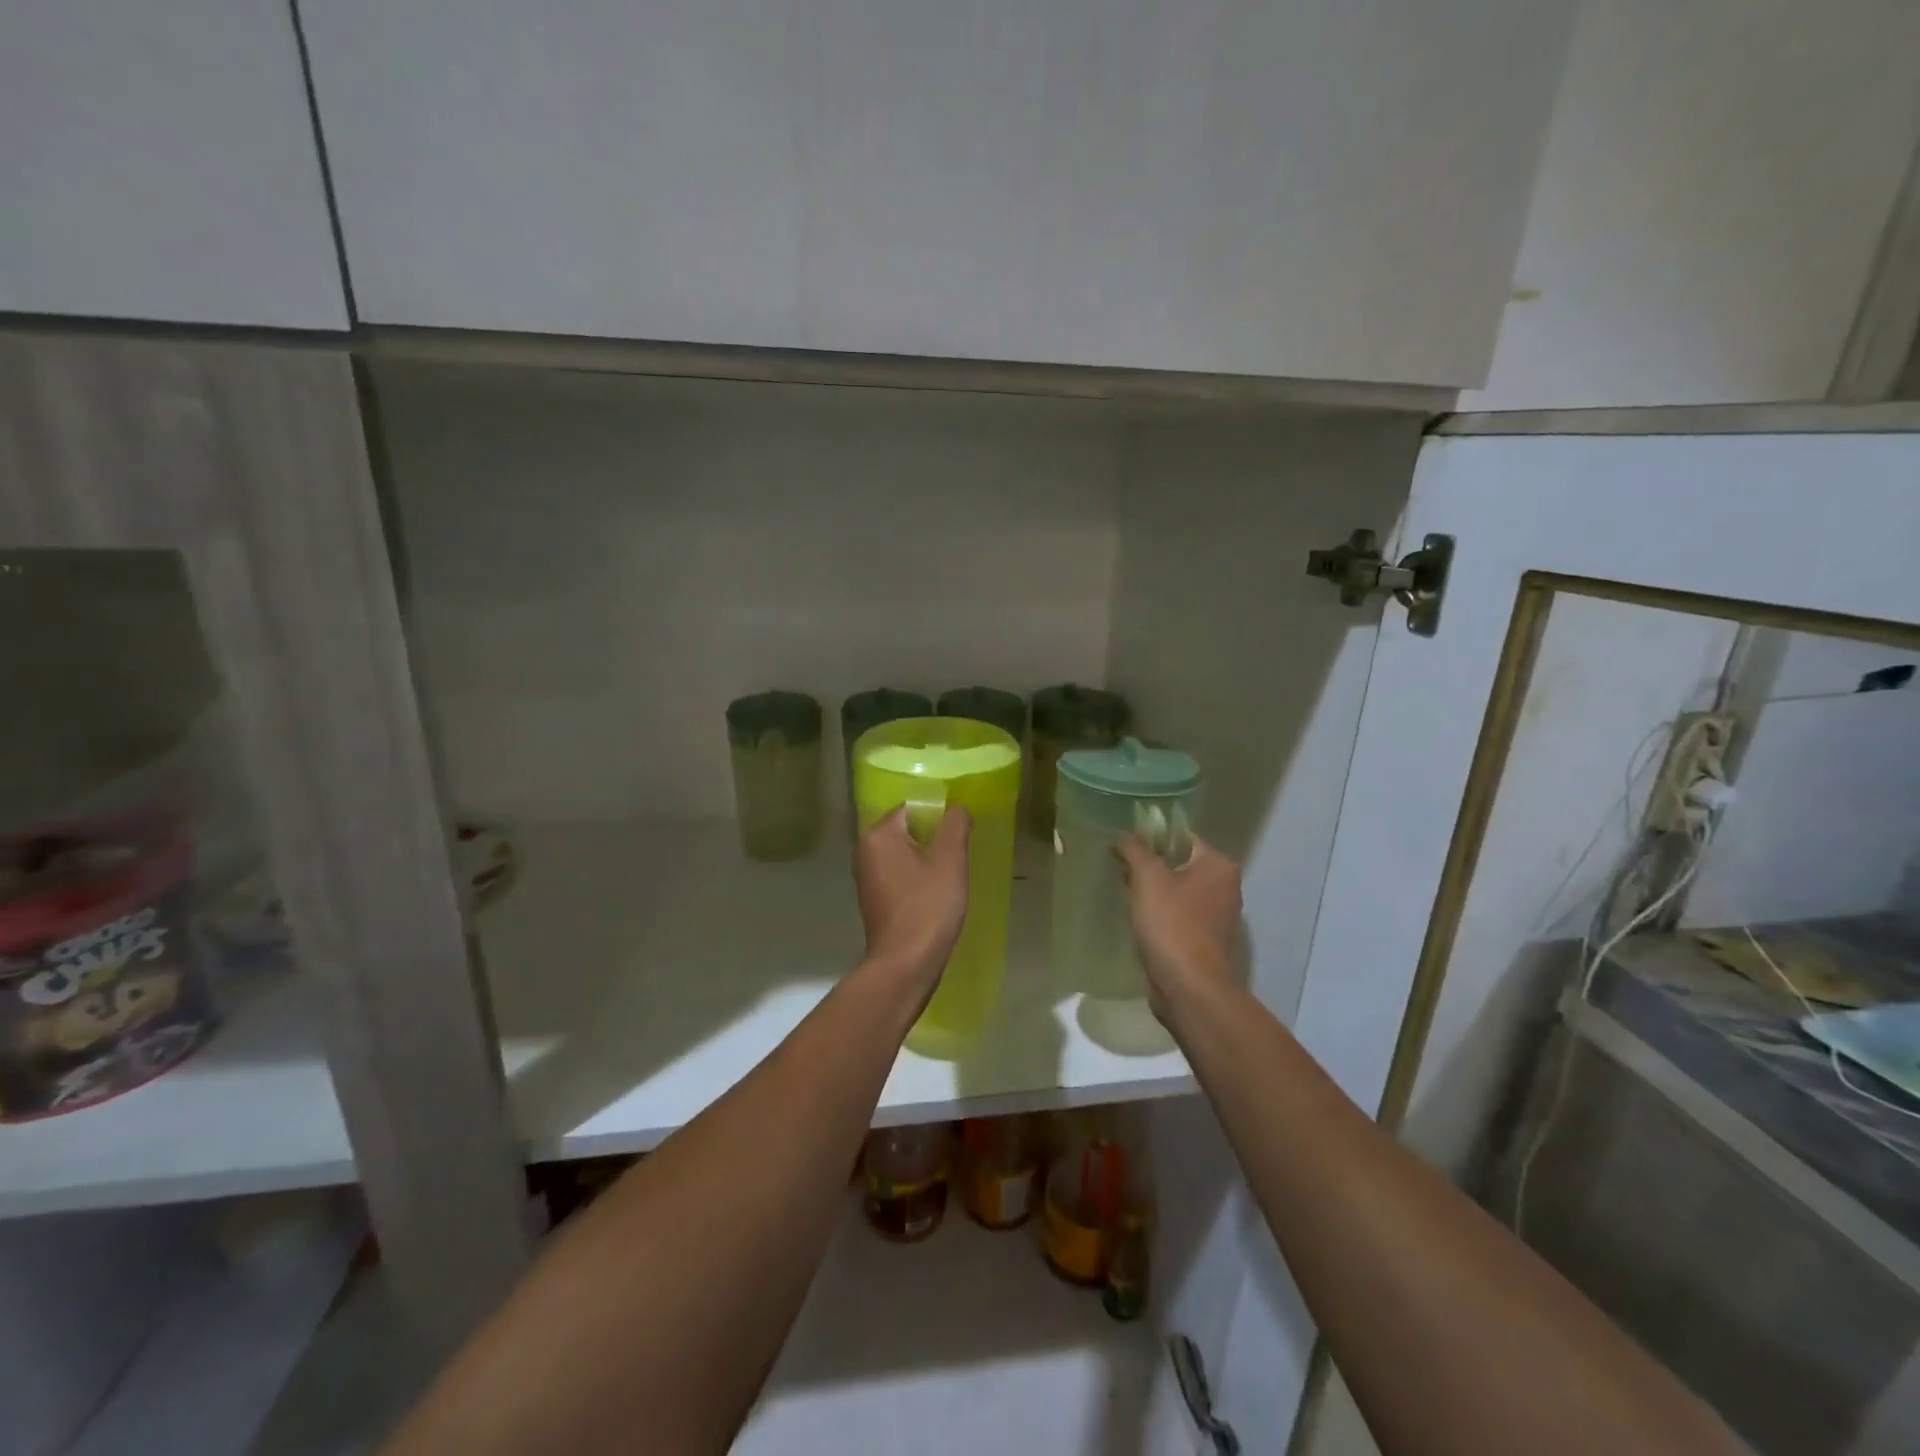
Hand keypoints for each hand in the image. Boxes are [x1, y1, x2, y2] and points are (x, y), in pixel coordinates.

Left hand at [854, 807, 971, 1001]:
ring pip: (905, 854)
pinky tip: (936, 894)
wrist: (905, 964)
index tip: (961, 834)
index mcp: (878, 835)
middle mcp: (865, 850)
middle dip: (935, 839)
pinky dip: (918, 878)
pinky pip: (900, 875)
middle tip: (959, 855)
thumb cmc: (928, 906)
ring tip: (951, 875)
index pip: (912, 808)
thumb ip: (955, 823)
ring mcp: (866, 877)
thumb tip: (957, 807)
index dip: (940, 816)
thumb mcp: (950, 858)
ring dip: (928, 860)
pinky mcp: (874, 898)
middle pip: (908, 829)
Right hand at [1115, 834, 1242, 1022]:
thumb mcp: (1147, 878)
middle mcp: (1225, 887)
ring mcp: (1217, 916)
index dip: (1152, 836)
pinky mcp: (1205, 940)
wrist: (1189, 988)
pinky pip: (1178, 915)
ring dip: (1154, 891)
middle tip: (1120, 867)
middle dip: (1151, 864)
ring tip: (1125, 892)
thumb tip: (1125, 835)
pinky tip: (1138, 919)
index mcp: (1218, 866)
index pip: (1183, 836)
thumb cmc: (1172, 925)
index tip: (1125, 844)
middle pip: (1180, 863)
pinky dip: (1160, 914)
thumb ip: (1135, 849)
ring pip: (1178, 891)